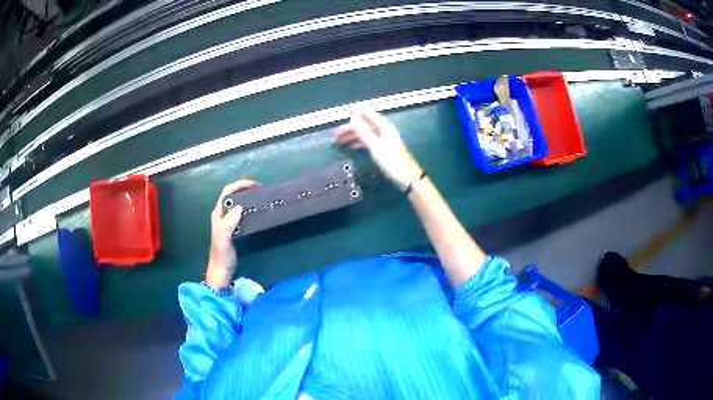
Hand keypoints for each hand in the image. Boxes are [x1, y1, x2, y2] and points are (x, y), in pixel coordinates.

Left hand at [205, 179, 259, 287]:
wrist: (221, 270)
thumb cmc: (221, 255)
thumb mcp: (223, 239)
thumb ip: (228, 223)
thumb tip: (239, 207)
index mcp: (218, 213)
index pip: (228, 192)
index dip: (240, 185)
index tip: (255, 185)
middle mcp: (222, 214)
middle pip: (233, 194)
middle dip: (245, 188)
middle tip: (260, 189)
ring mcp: (227, 221)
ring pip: (237, 202)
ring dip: (247, 197)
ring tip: (260, 197)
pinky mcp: (234, 227)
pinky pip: (241, 212)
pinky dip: (249, 207)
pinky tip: (256, 211)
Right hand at [335, 111, 421, 189]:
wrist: (408, 178)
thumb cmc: (392, 161)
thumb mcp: (375, 145)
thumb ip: (364, 131)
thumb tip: (354, 117)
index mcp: (384, 127)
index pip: (369, 114)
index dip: (356, 112)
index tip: (344, 112)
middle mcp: (384, 131)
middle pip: (365, 125)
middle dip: (350, 128)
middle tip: (336, 133)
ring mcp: (384, 140)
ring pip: (365, 134)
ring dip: (352, 136)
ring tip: (339, 141)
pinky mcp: (384, 150)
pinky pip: (369, 142)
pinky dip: (359, 143)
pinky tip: (351, 146)